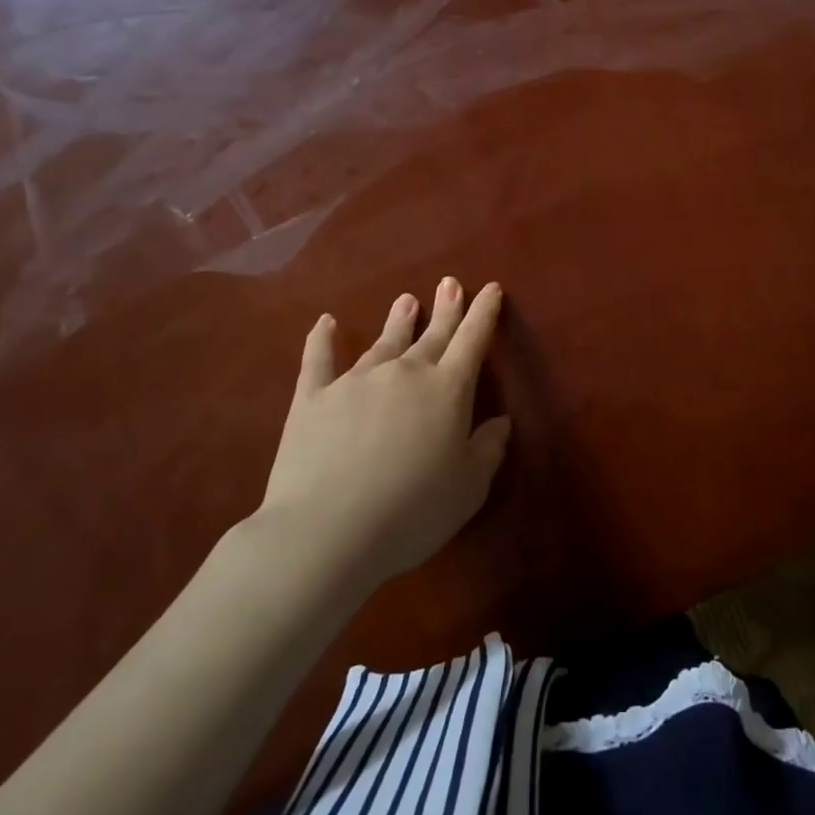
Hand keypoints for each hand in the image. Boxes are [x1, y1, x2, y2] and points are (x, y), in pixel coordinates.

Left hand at [254, 278, 510, 589]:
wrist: (327, 531)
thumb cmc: (412, 511)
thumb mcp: (469, 487)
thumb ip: (488, 449)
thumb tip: (501, 421)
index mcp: (447, 390)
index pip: (473, 340)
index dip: (484, 313)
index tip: (490, 288)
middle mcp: (404, 373)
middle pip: (432, 334)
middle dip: (446, 308)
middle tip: (450, 283)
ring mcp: (356, 381)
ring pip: (384, 342)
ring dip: (398, 320)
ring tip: (406, 300)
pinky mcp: (313, 398)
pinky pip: (318, 360)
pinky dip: (322, 339)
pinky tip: (324, 322)